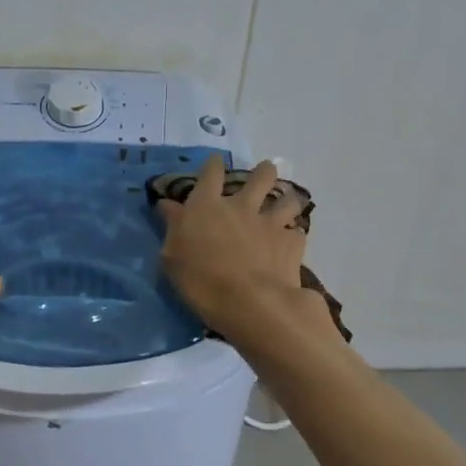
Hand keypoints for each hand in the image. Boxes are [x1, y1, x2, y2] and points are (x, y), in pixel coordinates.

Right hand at [157, 156, 324, 344]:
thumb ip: (173, 227)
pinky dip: (294, 236)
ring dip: (287, 200)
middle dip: (264, 171)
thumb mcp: (172, 256)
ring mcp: (270, 223)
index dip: (213, 165)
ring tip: (286, 205)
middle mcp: (241, 206)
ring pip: (287, 199)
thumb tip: (168, 204)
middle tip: (265, 173)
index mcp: (207, 206)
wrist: (250, 303)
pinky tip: (291, 243)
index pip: (210, 173)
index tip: (215, 162)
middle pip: (260, 176)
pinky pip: (297, 232)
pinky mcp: (292, 244)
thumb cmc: (201, 281)